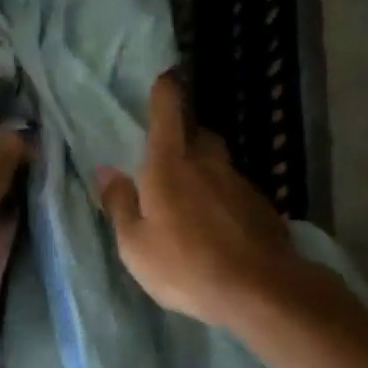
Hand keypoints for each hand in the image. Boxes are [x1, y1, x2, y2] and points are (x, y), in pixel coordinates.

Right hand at [98, 74, 336, 327]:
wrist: (259, 290)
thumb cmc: (184, 265)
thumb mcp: (134, 244)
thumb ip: (119, 203)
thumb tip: (106, 170)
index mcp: (169, 166)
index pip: (168, 112)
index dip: (165, 91)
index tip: (164, 78)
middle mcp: (207, 164)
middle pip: (198, 133)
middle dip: (184, 132)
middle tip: (167, 150)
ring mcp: (239, 183)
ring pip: (218, 162)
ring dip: (204, 167)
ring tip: (190, 193)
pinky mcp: (261, 205)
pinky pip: (234, 189)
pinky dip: (221, 195)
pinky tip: (216, 221)